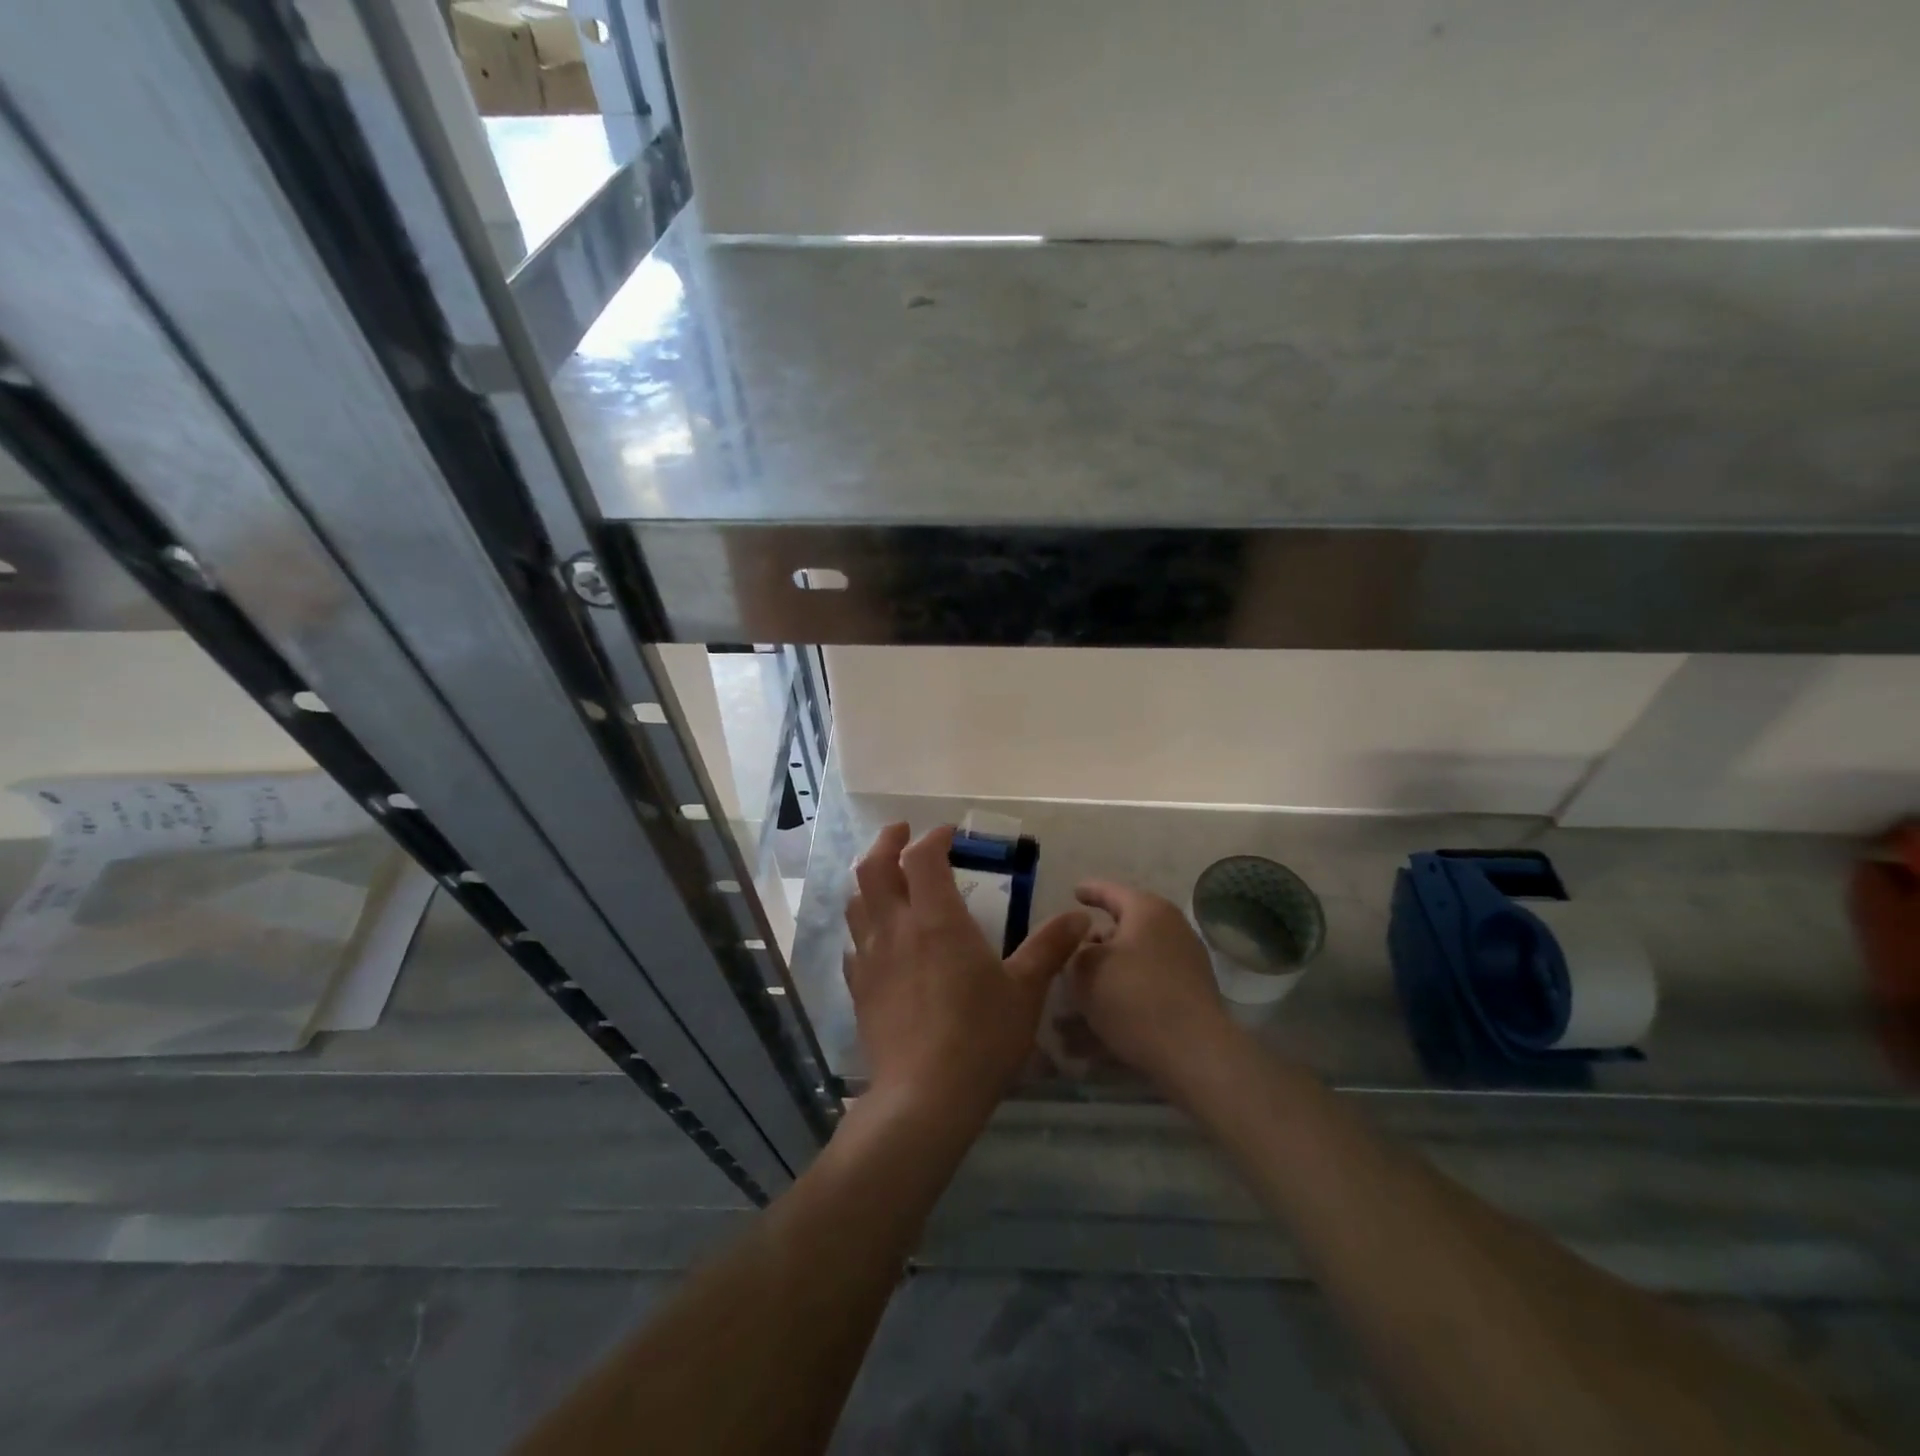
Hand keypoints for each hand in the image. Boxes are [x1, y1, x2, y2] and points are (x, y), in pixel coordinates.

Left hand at [845, 824, 1089, 1126]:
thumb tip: (1080, 917)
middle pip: (873, 868)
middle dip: (886, 842)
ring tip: (888, 879)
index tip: (950, 835)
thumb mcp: (1025, 991)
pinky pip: (854, 944)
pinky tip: (879, 940)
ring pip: (856, 902)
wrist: (924, 1098)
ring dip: (869, 880)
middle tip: (902, 834)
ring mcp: (870, 959)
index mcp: (935, 919)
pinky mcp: (859, 989)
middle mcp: (895, 929)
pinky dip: (864, 928)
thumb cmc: (980, 1037)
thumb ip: (1050, 947)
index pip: (922, 857)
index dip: (933, 837)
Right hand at [1069, 881, 1237, 1088]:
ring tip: (1075, 1003)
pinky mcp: (1190, 997)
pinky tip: (1096, 1031)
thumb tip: (1087, 946)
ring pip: (1133, 965)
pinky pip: (1146, 991)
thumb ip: (1076, 949)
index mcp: (1147, 910)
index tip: (1074, 893)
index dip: (1089, 891)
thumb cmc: (1132, 996)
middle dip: (1096, 944)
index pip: (1111, 891)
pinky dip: (1122, 1001)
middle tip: (1071, 954)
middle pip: (1125, 929)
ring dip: (1105, 979)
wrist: (1193, 1052)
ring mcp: (1185, 964)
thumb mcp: (1085, 968)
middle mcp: (1171, 929)